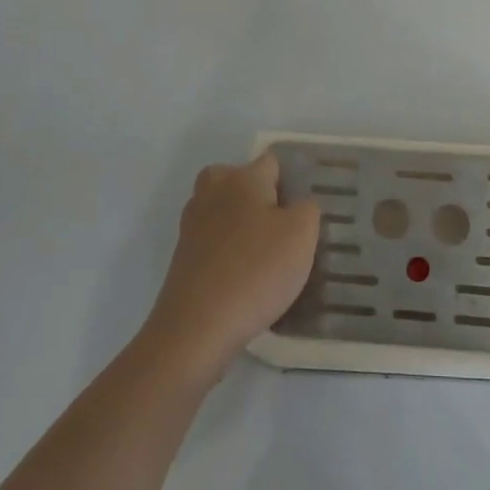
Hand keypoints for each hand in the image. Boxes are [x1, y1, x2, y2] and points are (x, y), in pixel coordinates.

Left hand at [141, 151, 319, 386]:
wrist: (196, 328)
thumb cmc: (256, 270)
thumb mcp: (302, 235)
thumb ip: (308, 208)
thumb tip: (298, 205)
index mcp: (242, 178)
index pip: (272, 161)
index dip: (291, 180)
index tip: (303, 209)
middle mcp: (213, 192)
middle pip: (239, 180)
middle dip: (259, 198)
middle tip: (281, 228)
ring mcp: (192, 225)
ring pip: (223, 211)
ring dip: (241, 226)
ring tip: (265, 257)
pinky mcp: (182, 257)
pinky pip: (212, 242)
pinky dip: (226, 253)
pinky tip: (244, 279)